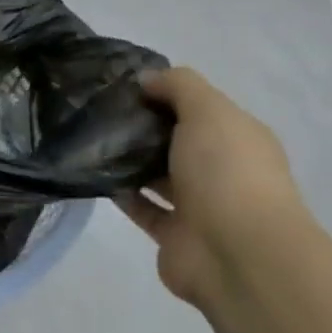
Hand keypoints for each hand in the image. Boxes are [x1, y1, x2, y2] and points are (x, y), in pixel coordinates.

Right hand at [116, 67, 306, 306]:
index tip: (124, 87)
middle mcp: (222, 170)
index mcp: (238, 138)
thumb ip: (178, 87)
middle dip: (144, 128)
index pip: (200, 108)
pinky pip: (143, 208)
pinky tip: (96, 176)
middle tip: (100, 112)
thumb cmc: (227, 172)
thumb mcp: (208, 111)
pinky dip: (123, 194)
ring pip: (159, 176)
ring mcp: (199, 206)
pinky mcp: (173, 235)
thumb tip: (147, 79)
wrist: (236, 253)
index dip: (166, 94)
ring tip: (92, 141)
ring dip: (131, 162)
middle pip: (178, 142)